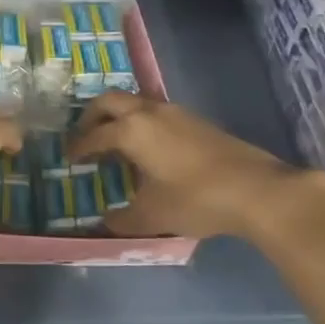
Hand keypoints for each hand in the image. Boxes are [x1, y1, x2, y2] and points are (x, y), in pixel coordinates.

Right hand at [69, 91, 324, 241]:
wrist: (256, 188)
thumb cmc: (195, 199)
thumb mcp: (152, 216)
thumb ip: (123, 219)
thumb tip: (105, 222)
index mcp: (131, 130)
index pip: (94, 135)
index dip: (78, 147)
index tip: (68, 157)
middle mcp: (149, 112)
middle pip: (109, 101)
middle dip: (91, 117)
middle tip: (85, 137)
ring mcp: (174, 112)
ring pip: (135, 101)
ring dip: (118, 115)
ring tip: (115, 141)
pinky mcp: (195, 119)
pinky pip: (155, 110)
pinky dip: (140, 121)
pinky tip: (148, 147)